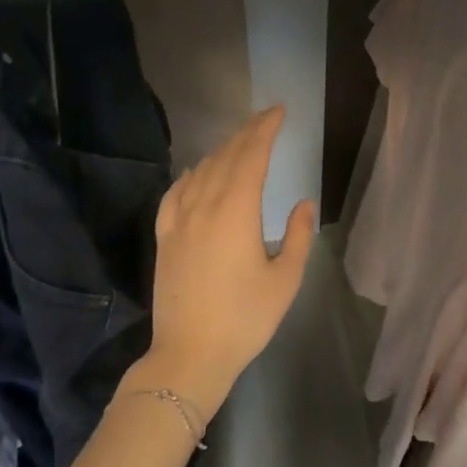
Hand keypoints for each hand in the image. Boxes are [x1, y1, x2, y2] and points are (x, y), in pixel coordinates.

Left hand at [129, 106, 314, 419]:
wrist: (189, 354)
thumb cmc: (245, 319)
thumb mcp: (285, 280)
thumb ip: (297, 236)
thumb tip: (302, 203)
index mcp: (236, 212)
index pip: (251, 155)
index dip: (265, 129)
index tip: (279, 111)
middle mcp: (204, 206)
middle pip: (225, 156)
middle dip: (247, 133)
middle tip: (266, 118)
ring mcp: (179, 220)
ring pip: (200, 171)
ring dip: (221, 151)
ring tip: (239, 143)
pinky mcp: (164, 237)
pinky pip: (175, 193)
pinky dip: (189, 176)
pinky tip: (195, 173)